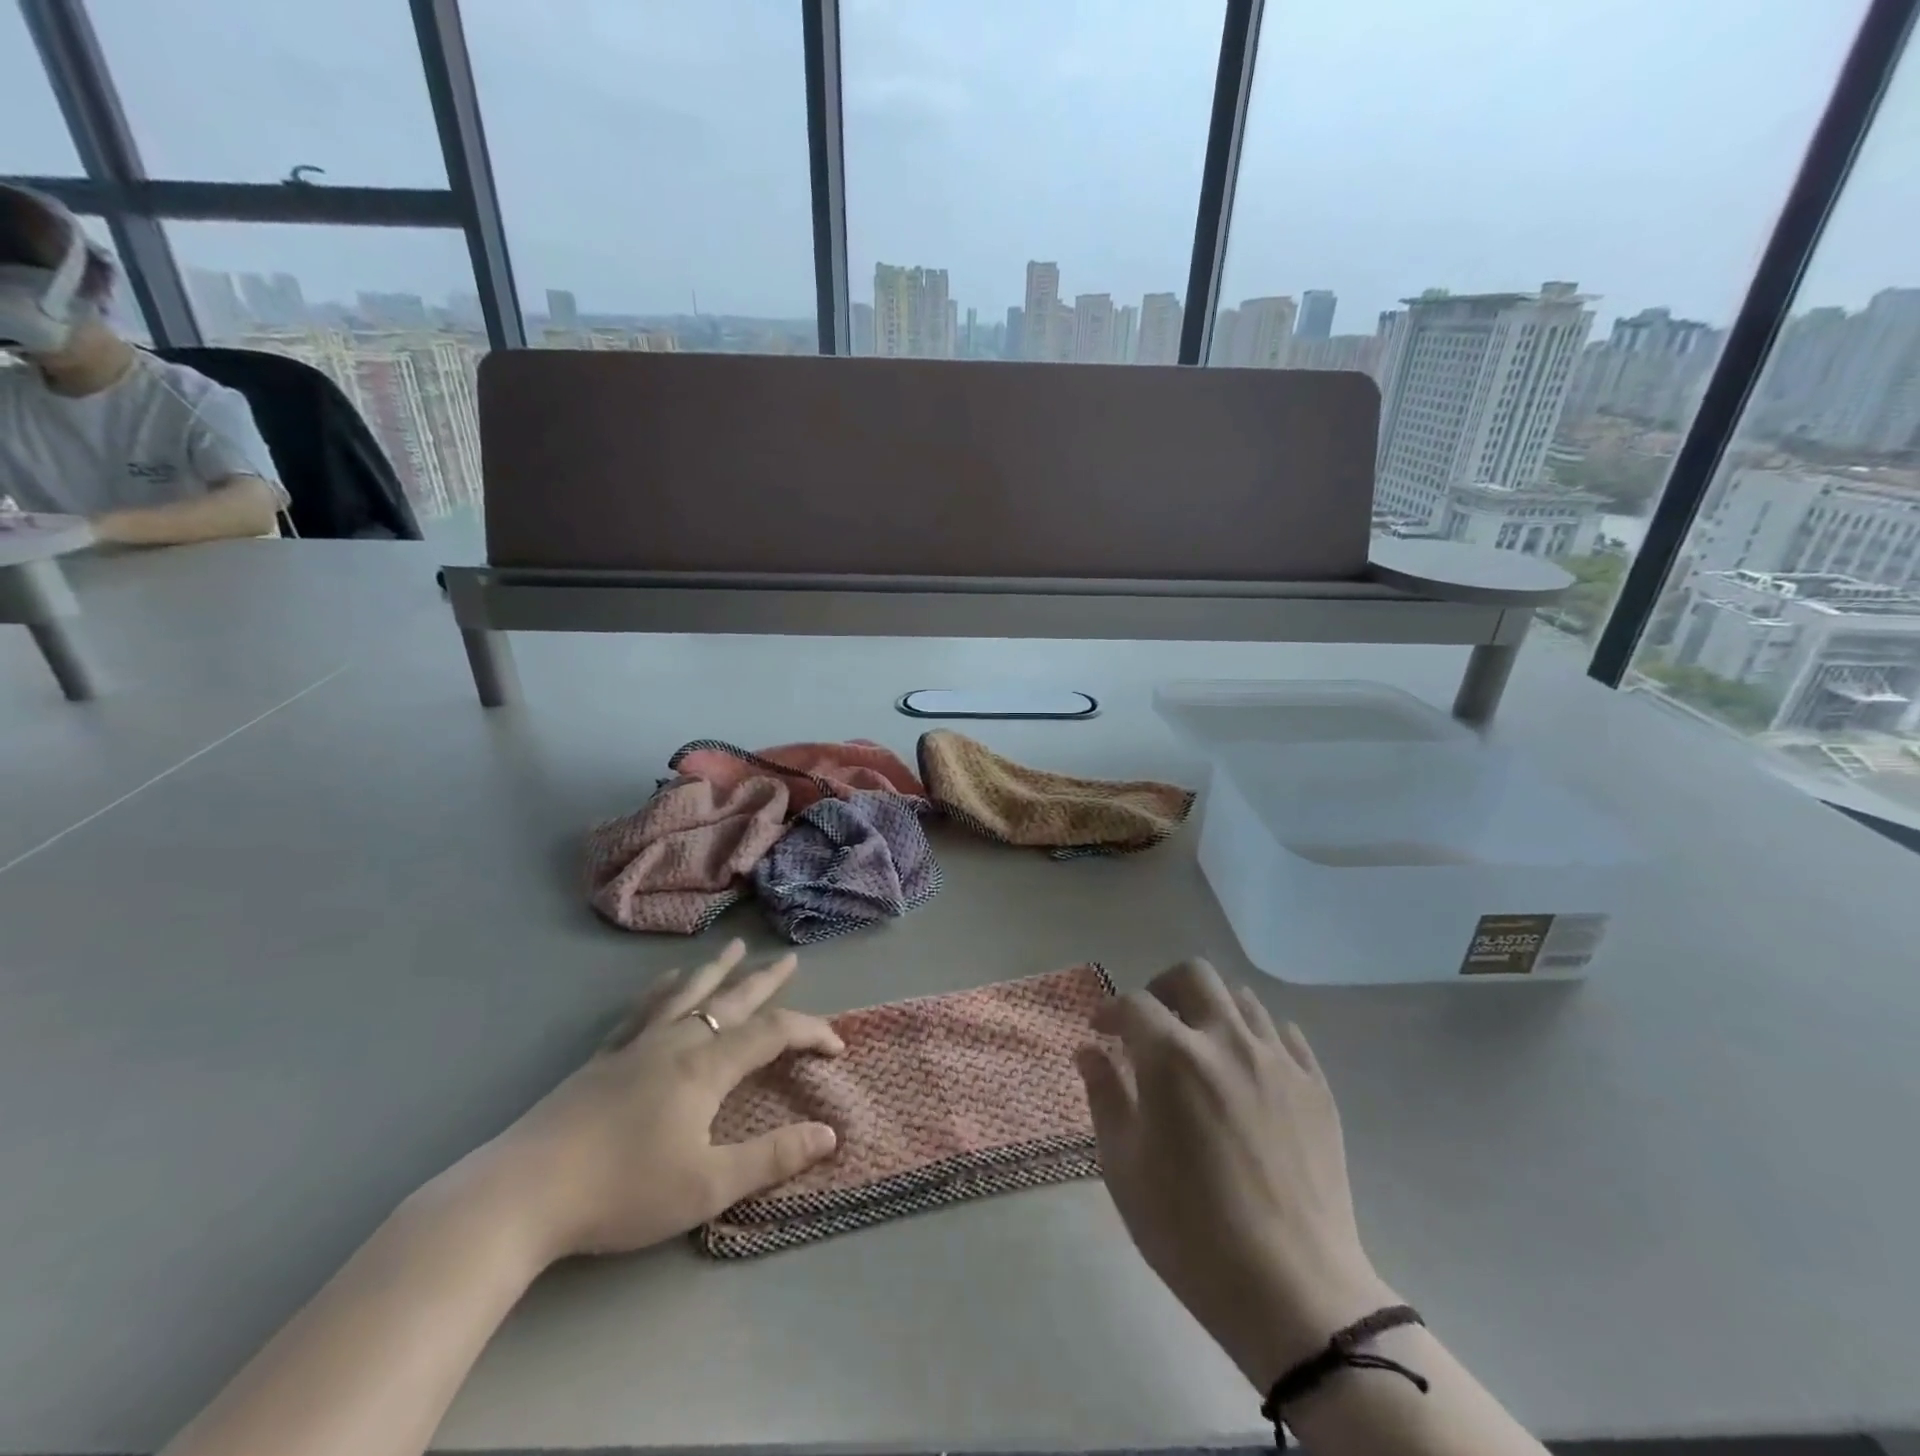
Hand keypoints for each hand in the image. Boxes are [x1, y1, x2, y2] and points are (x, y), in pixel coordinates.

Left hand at [462, 939, 844, 1263]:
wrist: (523, 1194)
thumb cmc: (623, 1191)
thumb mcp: (708, 1186)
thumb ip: (772, 1157)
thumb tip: (829, 1133)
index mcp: (707, 1066)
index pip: (773, 1033)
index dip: (810, 1032)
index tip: (836, 1046)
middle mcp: (677, 1042)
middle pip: (732, 1000)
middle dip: (765, 980)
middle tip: (790, 959)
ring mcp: (636, 1045)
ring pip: (687, 993)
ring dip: (716, 970)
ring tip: (733, 948)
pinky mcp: (603, 1058)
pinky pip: (642, 1009)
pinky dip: (662, 989)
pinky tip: (666, 979)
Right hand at [1076, 959, 1394, 1390]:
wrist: (1293, 1291)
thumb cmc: (1190, 1230)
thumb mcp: (1124, 1166)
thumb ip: (1104, 1096)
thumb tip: (1089, 1051)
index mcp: (1173, 1057)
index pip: (1134, 1003)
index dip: (1111, 1010)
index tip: (1102, 1031)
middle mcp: (1227, 1041)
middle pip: (1193, 976)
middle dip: (1163, 988)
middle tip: (1152, 1023)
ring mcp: (1278, 1060)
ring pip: (1242, 998)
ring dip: (1211, 1010)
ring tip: (1200, 1045)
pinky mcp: (1316, 1086)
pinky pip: (1284, 1034)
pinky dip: (1257, 1036)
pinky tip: (1247, 1070)